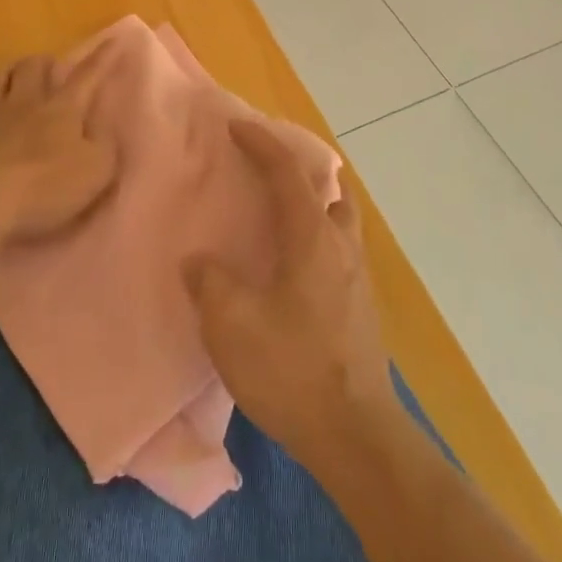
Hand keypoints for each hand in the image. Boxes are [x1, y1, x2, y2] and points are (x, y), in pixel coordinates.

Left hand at [0, 48, 116, 250]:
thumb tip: (103, 126)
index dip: (102, 57)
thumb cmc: (44, 188)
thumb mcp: (96, 172)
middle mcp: (24, 101)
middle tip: (49, 73)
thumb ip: (105, 145)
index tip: (114, 39)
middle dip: (43, 63)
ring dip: (6, 73)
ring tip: (12, 83)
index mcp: (62, 109)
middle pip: (32, 65)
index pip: (87, 75)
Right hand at [185, 119, 390, 461]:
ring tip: (280, 214)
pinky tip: (292, 267)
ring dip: (314, 204)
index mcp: (312, 238)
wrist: (355, 435)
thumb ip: (210, 282)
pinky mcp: (361, 308)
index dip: (262, 143)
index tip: (236, 126)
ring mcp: (358, 279)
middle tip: (268, 169)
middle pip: (330, 189)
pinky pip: (339, 251)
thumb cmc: (291, 369)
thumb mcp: (231, 324)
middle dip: (300, 169)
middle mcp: (341, 247)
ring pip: (340, 220)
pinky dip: (317, 237)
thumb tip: (200, 262)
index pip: (288, 172)